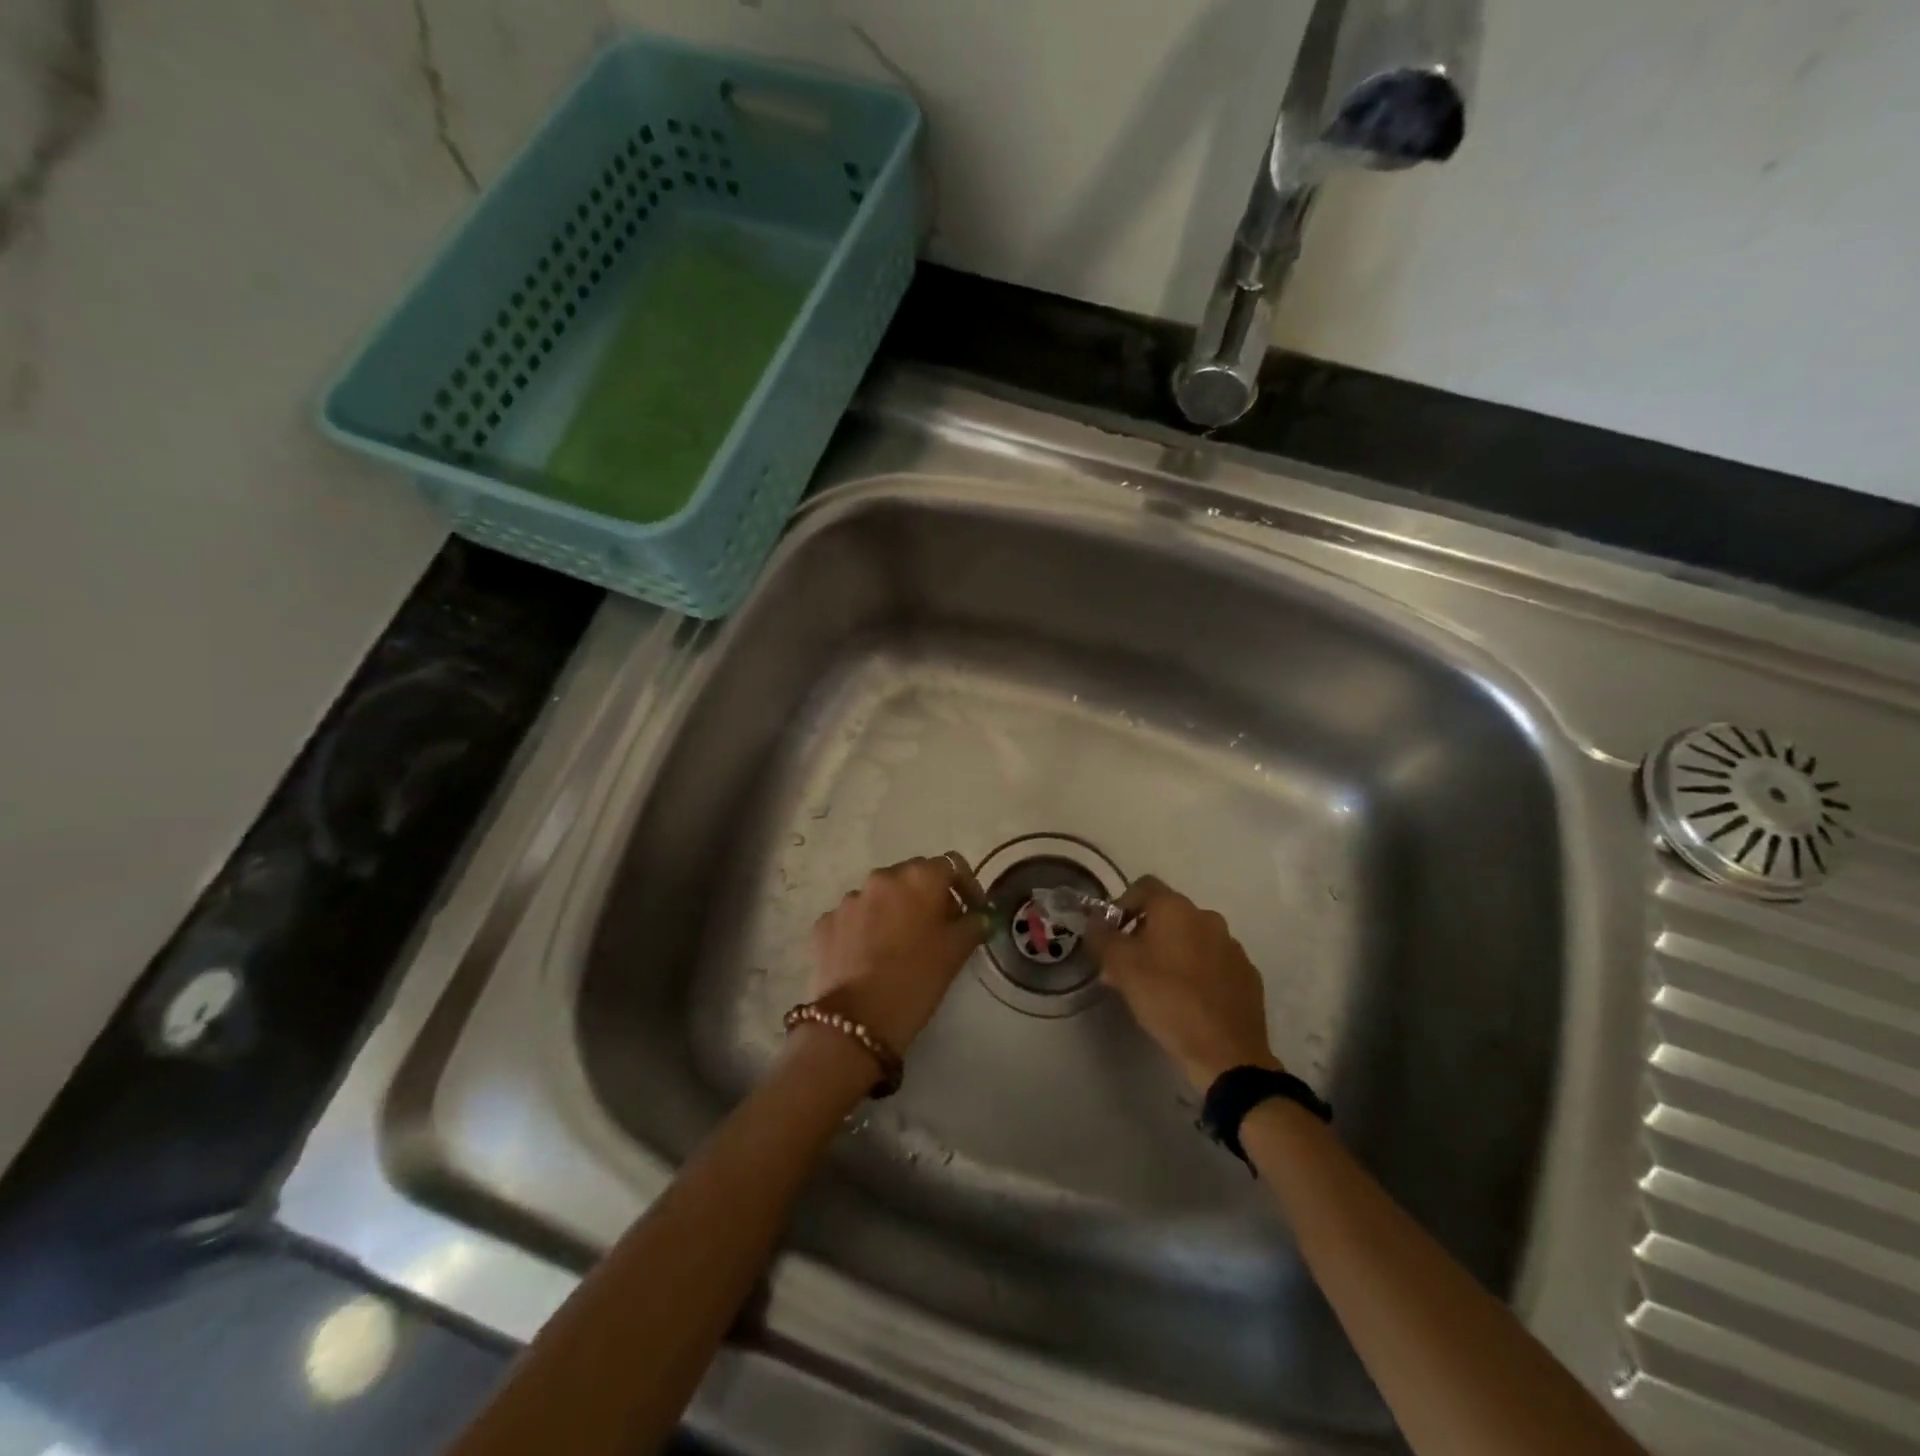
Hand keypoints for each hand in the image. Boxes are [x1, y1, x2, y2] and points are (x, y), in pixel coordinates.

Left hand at [809, 853, 989, 1054]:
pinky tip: (869, 957)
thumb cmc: (917, 978)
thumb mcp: (956, 952)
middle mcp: (881, 877)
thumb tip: (978, 915)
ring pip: (880, 896)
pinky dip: (864, 929)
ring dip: (893, 911)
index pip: (951, 865)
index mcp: (918, 878)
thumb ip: (972, 924)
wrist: (858, 1018)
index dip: (965, 885)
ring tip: (898, 945)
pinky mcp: (825, 922)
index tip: (971, 911)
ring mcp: (849, 899)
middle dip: (927, 897)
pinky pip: (853, 917)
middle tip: (937, 928)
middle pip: (912, 877)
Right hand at [1084, 876, 1280, 1091]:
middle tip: (1129, 965)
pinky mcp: (1247, 974)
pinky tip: (1189, 1000)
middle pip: (1168, 913)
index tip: (1112, 934)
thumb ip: (1102, 936)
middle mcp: (1208, 917)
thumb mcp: (1120, 967)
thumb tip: (1095, 919)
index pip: (1143, 886)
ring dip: (1173, 952)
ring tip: (1158, 986)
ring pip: (1192, 938)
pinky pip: (1214, 962)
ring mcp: (1232, 946)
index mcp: (1176, 909)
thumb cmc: (1167, 999)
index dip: (1122, 904)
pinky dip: (1198, 972)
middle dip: (1145, 932)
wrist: (1226, 1051)